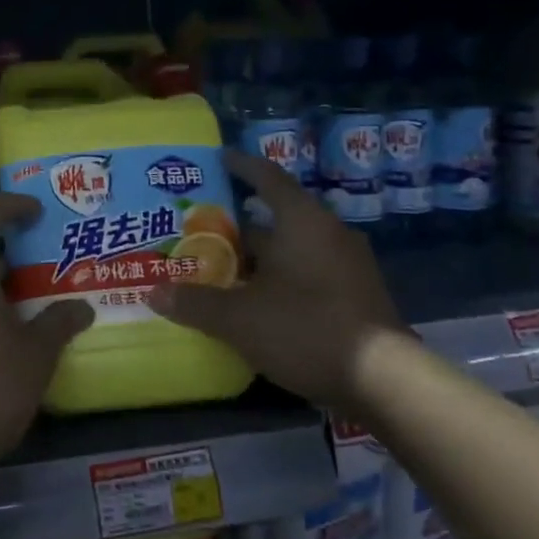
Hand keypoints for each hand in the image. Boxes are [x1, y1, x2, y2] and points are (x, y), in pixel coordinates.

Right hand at [149, 151, 403, 409]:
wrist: (384, 380)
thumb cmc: (306, 329)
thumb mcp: (239, 318)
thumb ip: (195, 303)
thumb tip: (154, 294)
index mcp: (303, 221)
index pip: (268, 178)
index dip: (241, 166)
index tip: (219, 159)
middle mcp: (328, 233)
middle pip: (275, 218)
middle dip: (237, 227)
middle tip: (199, 233)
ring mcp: (347, 264)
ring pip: (291, 249)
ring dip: (257, 258)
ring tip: (220, 269)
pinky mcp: (355, 294)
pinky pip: (307, 272)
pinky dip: (279, 278)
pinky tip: (255, 301)